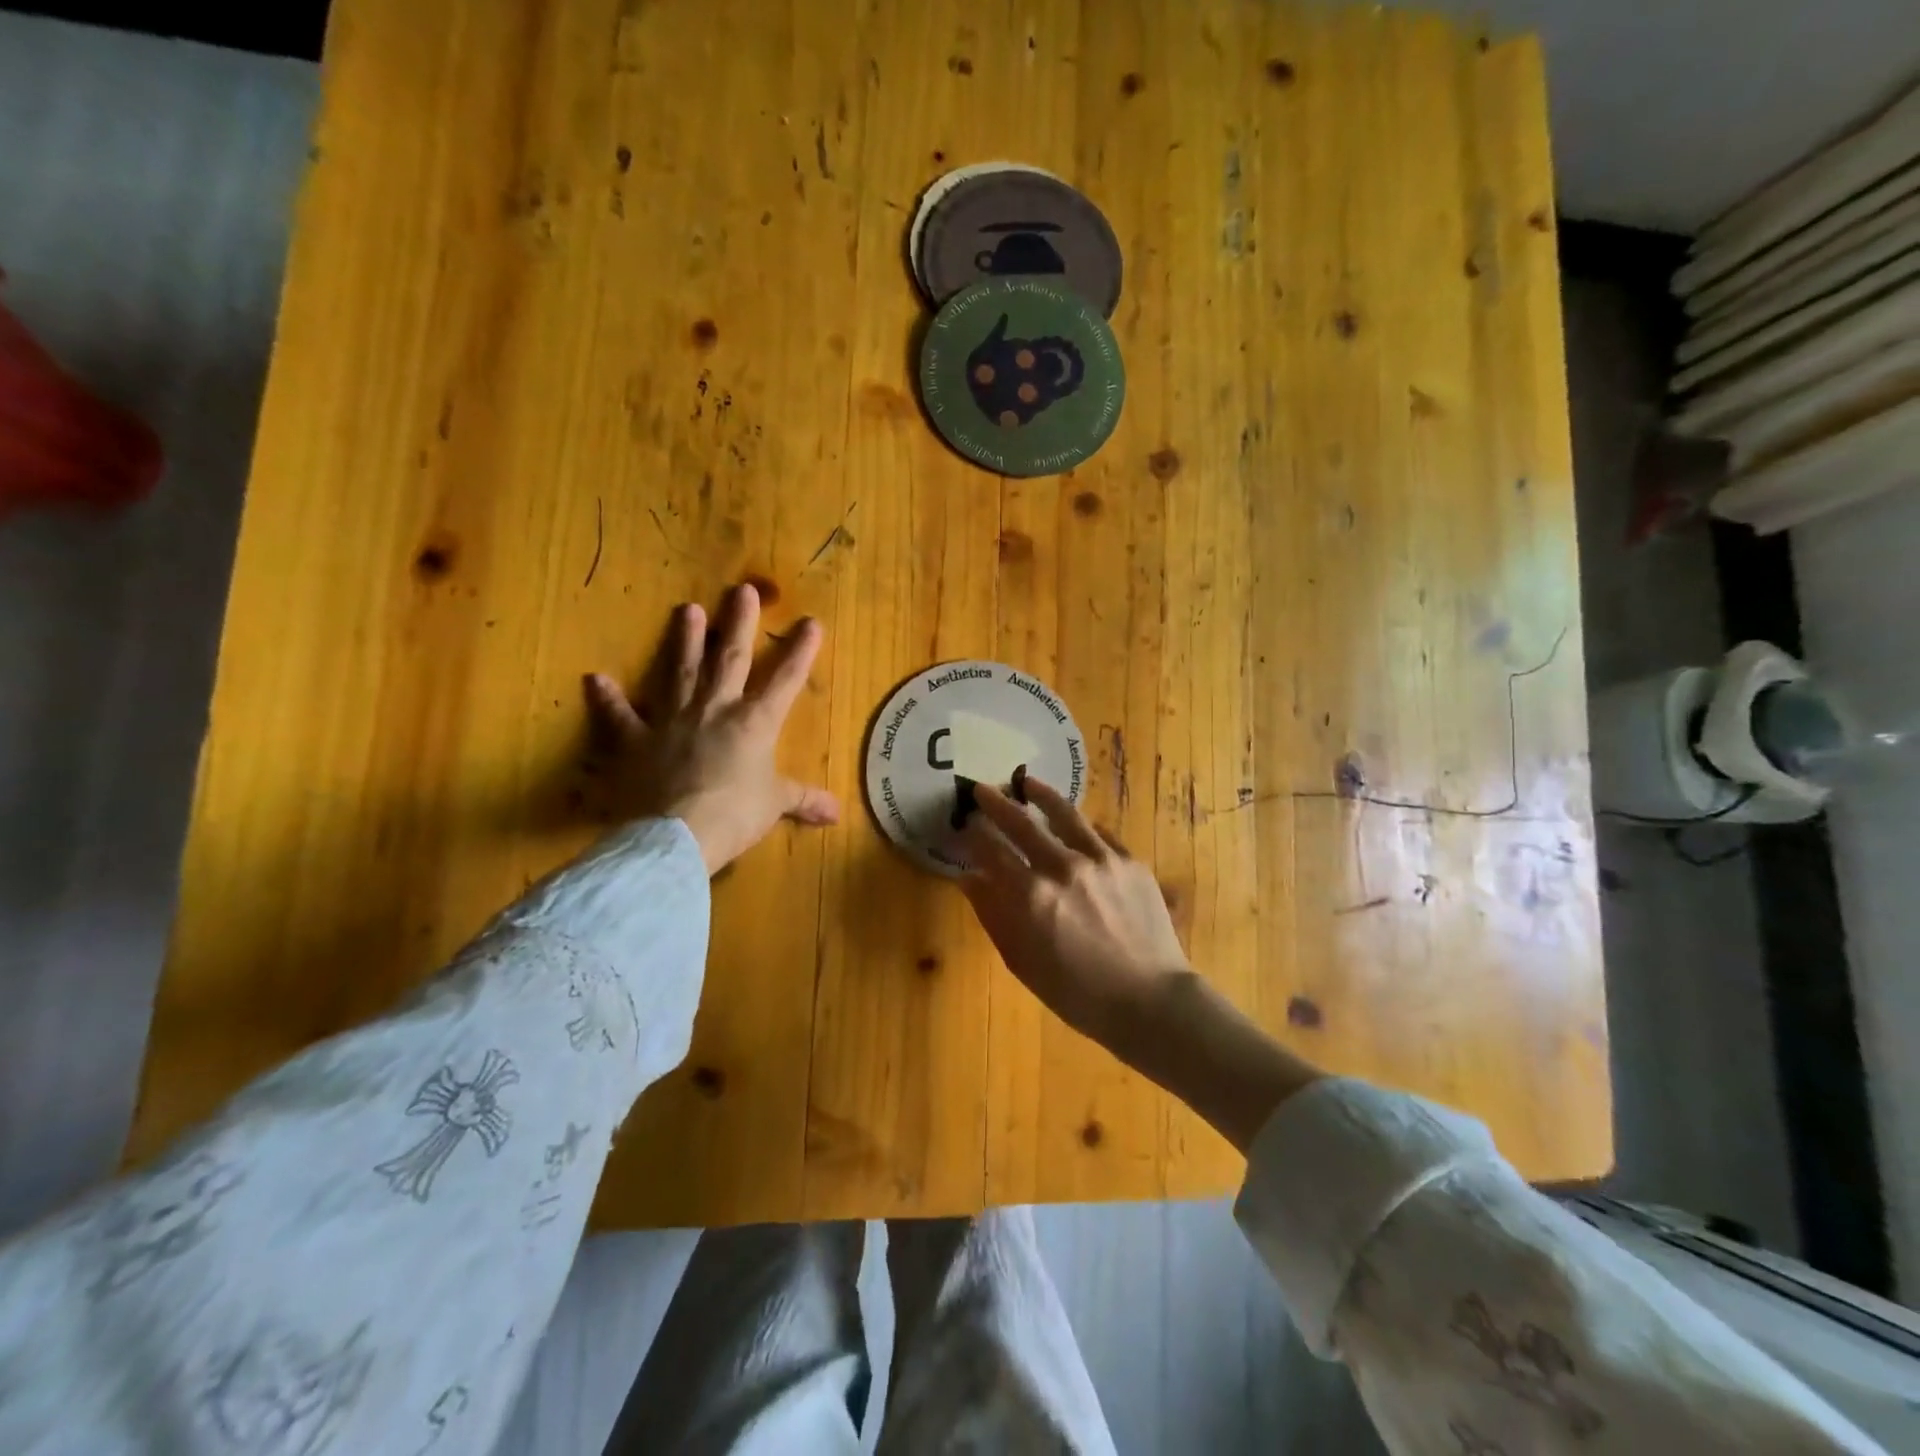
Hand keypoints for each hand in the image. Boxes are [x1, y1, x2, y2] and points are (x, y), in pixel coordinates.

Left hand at [585, 583, 838, 875]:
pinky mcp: (636, 741)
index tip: (811, 622)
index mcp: (754, 723)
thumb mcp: (776, 805)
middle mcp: (714, 710)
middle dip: (739, 624)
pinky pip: (619, 717)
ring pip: (680, 672)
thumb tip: (836, 813)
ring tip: (687, 608)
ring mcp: (672, 721)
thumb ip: (804, 800)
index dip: (800, 652)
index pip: (784, 681)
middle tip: (742, 590)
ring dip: (684, 640)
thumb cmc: (736, 815)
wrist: (679, 834)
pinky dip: (607, 699)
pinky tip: (594, 678)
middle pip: (730, 659)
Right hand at [961, 776, 1320, 1148]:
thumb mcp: (1022, 961)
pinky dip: (1078, 824)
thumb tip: (968, 877)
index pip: (990, 851)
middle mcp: (1062, 867)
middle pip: (1020, 822)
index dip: (972, 835)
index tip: (963, 825)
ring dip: (1039, 794)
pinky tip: (1071, 820)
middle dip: (996, 803)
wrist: (1149, 999)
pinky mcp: (1128, 860)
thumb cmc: (1077, 992)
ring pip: (1063, 813)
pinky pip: (1097, 832)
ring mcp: (1100, 859)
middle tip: (981, 790)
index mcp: (1030, 896)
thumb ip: (992, 914)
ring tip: (1026, 782)